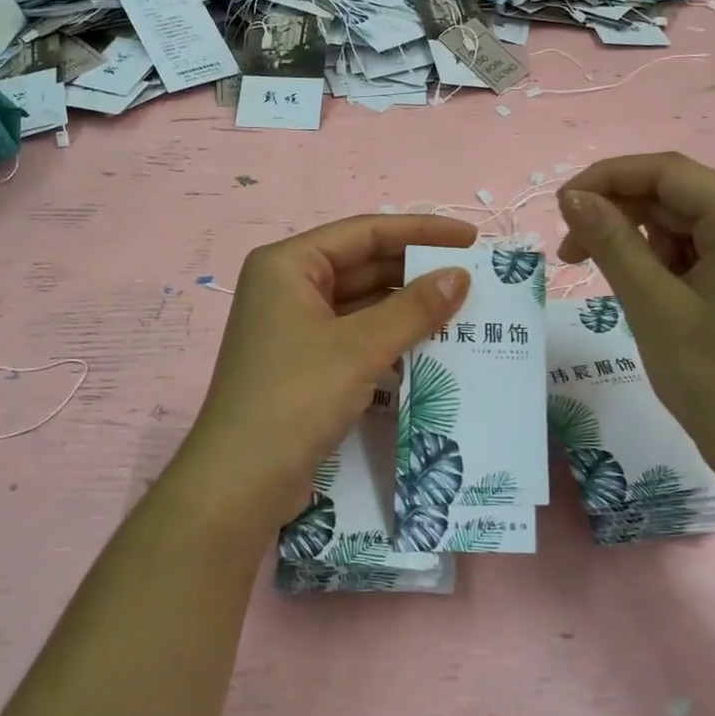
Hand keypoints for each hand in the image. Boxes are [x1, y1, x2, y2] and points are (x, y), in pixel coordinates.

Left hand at [179, 215, 475, 532]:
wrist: (240, 483)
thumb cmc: (295, 398)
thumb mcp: (360, 348)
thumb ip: (414, 308)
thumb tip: (459, 277)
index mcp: (288, 265)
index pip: (364, 232)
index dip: (420, 231)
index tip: (471, 238)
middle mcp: (288, 287)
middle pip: (362, 266)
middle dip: (416, 272)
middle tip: (474, 278)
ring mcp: (294, 328)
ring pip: (361, 304)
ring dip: (407, 309)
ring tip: (463, 312)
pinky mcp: (304, 364)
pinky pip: (355, 337)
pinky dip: (390, 339)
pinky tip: (431, 347)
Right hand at [556, 153, 714, 481]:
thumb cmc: (714, 379)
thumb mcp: (653, 305)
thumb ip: (611, 242)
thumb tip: (572, 196)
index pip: (669, 172)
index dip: (609, 177)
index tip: (561, 205)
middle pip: (673, 196)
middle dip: (616, 212)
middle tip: (568, 251)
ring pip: (677, 225)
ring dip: (631, 240)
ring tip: (594, 273)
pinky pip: (689, 253)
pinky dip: (653, 263)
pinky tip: (633, 288)